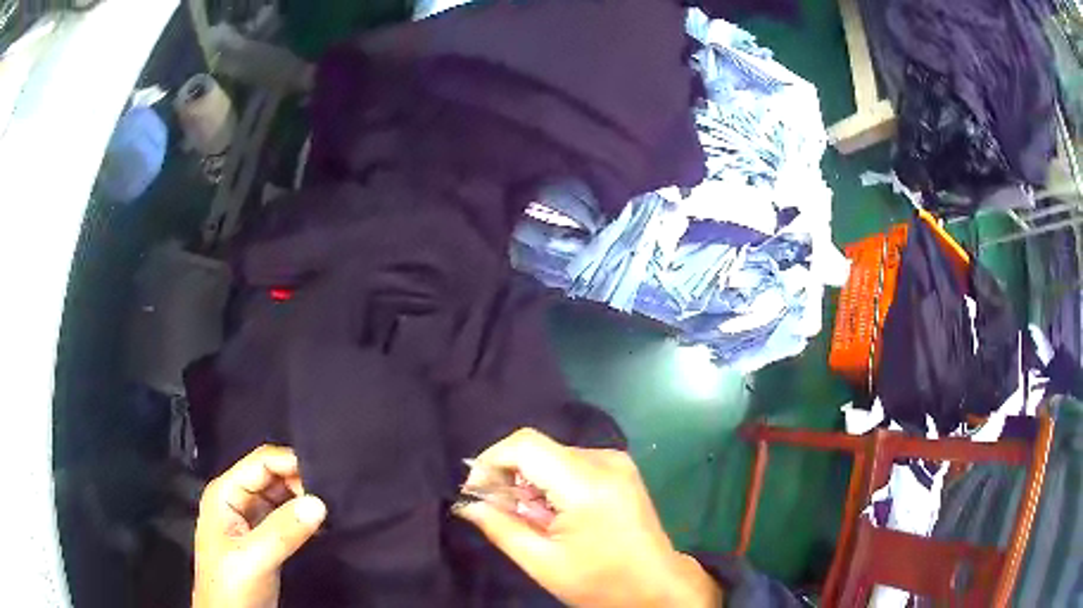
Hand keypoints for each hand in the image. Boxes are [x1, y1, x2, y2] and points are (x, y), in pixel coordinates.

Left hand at [193, 445, 326, 607]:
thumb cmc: (229, 585)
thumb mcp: (253, 558)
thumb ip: (283, 530)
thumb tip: (320, 503)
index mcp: (225, 493)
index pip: (261, 463)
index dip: (291, 463)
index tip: (327, 475)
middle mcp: (237, 500)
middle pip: (272, 476)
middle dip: (301, 482)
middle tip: (334, 496)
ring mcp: (250, 520)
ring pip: (282, 497)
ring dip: (305, 501)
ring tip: (334, 508)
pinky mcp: (264, 539)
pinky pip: (287, 519)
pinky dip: (304, 519)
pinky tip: (323, 525)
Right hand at [454, 429, 721, 607]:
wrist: (657, 587)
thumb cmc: (600, 582)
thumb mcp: (543, 563)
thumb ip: (501, 528)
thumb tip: (467, 503)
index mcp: (587, 483)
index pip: (525, 444)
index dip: (490, 461)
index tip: (476, 492)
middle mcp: (604, 460)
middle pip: (537, 449)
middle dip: (508, 476)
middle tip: (499, 513)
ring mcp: (617, 461)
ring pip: (552, 455)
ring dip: (529, 482)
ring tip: (531, 520)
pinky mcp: (620, 469)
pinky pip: (571, 463)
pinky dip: (551, 483)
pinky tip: (553, 514)